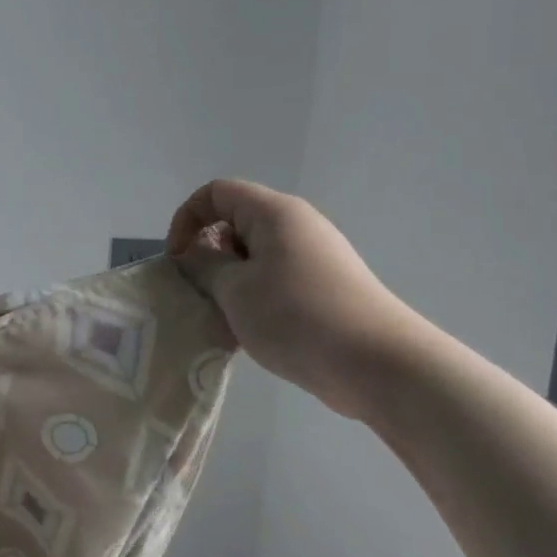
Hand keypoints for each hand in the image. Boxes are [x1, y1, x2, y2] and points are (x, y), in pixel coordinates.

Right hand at [166, 178, 426, 422]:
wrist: (378, 364)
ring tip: (227, 320)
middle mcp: (297, 225)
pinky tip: (253, 334)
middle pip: (236, 223)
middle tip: (201, 295)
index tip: (178, 261)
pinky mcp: (326, 287)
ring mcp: (315, 256)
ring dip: (231, 282)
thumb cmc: (297, 317)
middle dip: (209, 255)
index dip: (187, 219)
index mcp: (274, 213)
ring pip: (255, 256)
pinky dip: (256, 297)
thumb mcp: (235, 290)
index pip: (216, 193)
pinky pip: (276, 279)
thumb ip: (204, 265)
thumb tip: (195, 253)